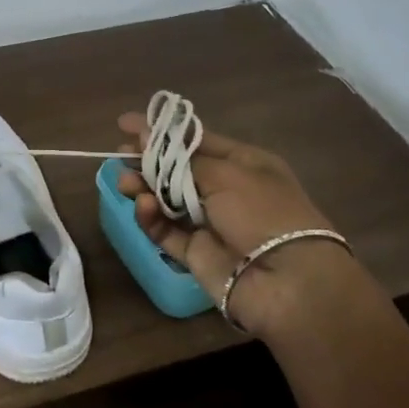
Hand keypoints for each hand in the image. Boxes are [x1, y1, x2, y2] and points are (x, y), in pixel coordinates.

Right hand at [116, 111, 343, 336]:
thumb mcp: (227, 174)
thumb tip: (149, 136)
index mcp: (243, 163)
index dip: (162, 130)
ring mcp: (210, 223)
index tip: (125, 124)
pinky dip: (152, 218)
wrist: (288, 283)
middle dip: (148, 159)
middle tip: (119, 155)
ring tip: (124, 182)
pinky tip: (143, 207)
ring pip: (167, 200)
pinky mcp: (197, 253)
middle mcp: (227, 190)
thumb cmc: (263, 213)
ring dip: (144, 187)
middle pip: (177, 169)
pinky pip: (167, 231)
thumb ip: (181, 159)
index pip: (195, 139)